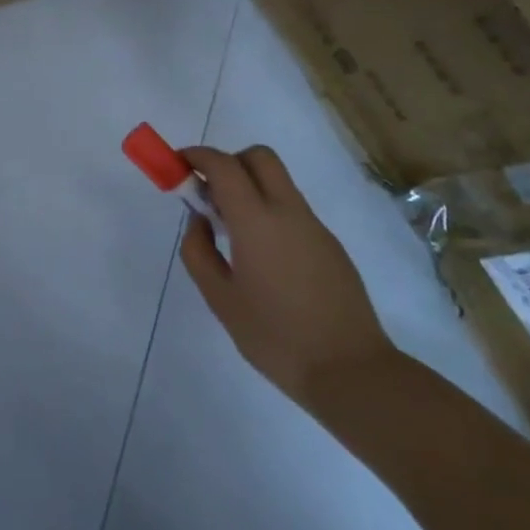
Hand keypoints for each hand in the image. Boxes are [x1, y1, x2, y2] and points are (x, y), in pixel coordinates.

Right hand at [178, 144, 395, 405]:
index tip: (178, 165)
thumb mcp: (220, 299)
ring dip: (249, 187)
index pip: (224, 165)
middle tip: (208, 192)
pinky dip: (269, 211)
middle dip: (228, 162)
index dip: (197, 156)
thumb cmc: (275, 337)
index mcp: (257, 221)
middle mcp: (288, 212)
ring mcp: (314, 227)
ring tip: (230, 232)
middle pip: (259, 157)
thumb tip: (199, 222)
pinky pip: (292, 210)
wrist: (351, 372)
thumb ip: (199, 252)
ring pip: (278, 182)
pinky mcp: (330, 245)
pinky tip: (262, 257)